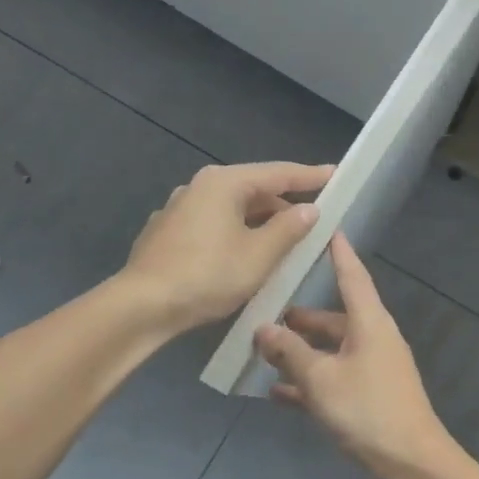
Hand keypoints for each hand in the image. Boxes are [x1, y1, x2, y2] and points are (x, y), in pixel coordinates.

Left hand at [122, 161, 332, 333]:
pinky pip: (212, 226)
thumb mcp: (259, 255)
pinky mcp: (167, 234)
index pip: (278, 173)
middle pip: (253, 190)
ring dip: (259, 223)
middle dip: (284, 204)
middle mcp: (199, 187)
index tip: (335, 175)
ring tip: (284, 242)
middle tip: (313, 219)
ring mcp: (178, 210)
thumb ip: (288, 229)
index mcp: (224, 183)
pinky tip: (243, 256)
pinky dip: (235, 234)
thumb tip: (309, 209)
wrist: (143, 305)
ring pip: (231, 210)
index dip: (310, 176)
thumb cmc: (208, 275)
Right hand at [253, 234, 450, 477]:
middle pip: (334, 317)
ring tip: (263, 350)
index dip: (338, 253)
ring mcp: (372, 370)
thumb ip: (289, 352)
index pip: (352, 275)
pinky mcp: (368, 397)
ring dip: (300, 351)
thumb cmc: (367, 410)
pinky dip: (308, 382)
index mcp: (370, 323)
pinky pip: (333, 379)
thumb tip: (263, 329)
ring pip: (330, 351)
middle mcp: (373, 339)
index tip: (326, 228)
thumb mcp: (321, 379)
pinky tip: (277, 392)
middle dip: (302, 316)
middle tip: (266, 309)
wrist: (410, 464)